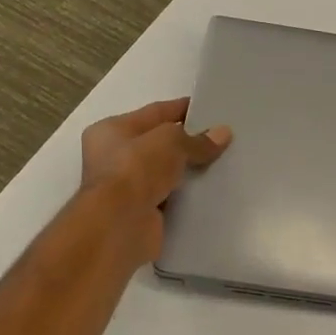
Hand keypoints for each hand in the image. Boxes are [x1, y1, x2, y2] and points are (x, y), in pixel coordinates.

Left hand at [80, 98, 230, 263]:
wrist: (119, 225)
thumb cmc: (136, 169)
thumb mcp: (171, 142)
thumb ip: (197, 139)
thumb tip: (223, 134)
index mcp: (111, 130)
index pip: (154, 113)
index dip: (182, 109)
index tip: (211, 109)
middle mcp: (114, 157)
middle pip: (159, 144)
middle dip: (188, 142)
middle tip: (223, 137)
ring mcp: (127, 188)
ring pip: (167, 172)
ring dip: (189, 170)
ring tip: (224, 162)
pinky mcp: (141, 213)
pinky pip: (171, 198)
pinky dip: (188, 195)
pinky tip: (212, 189)